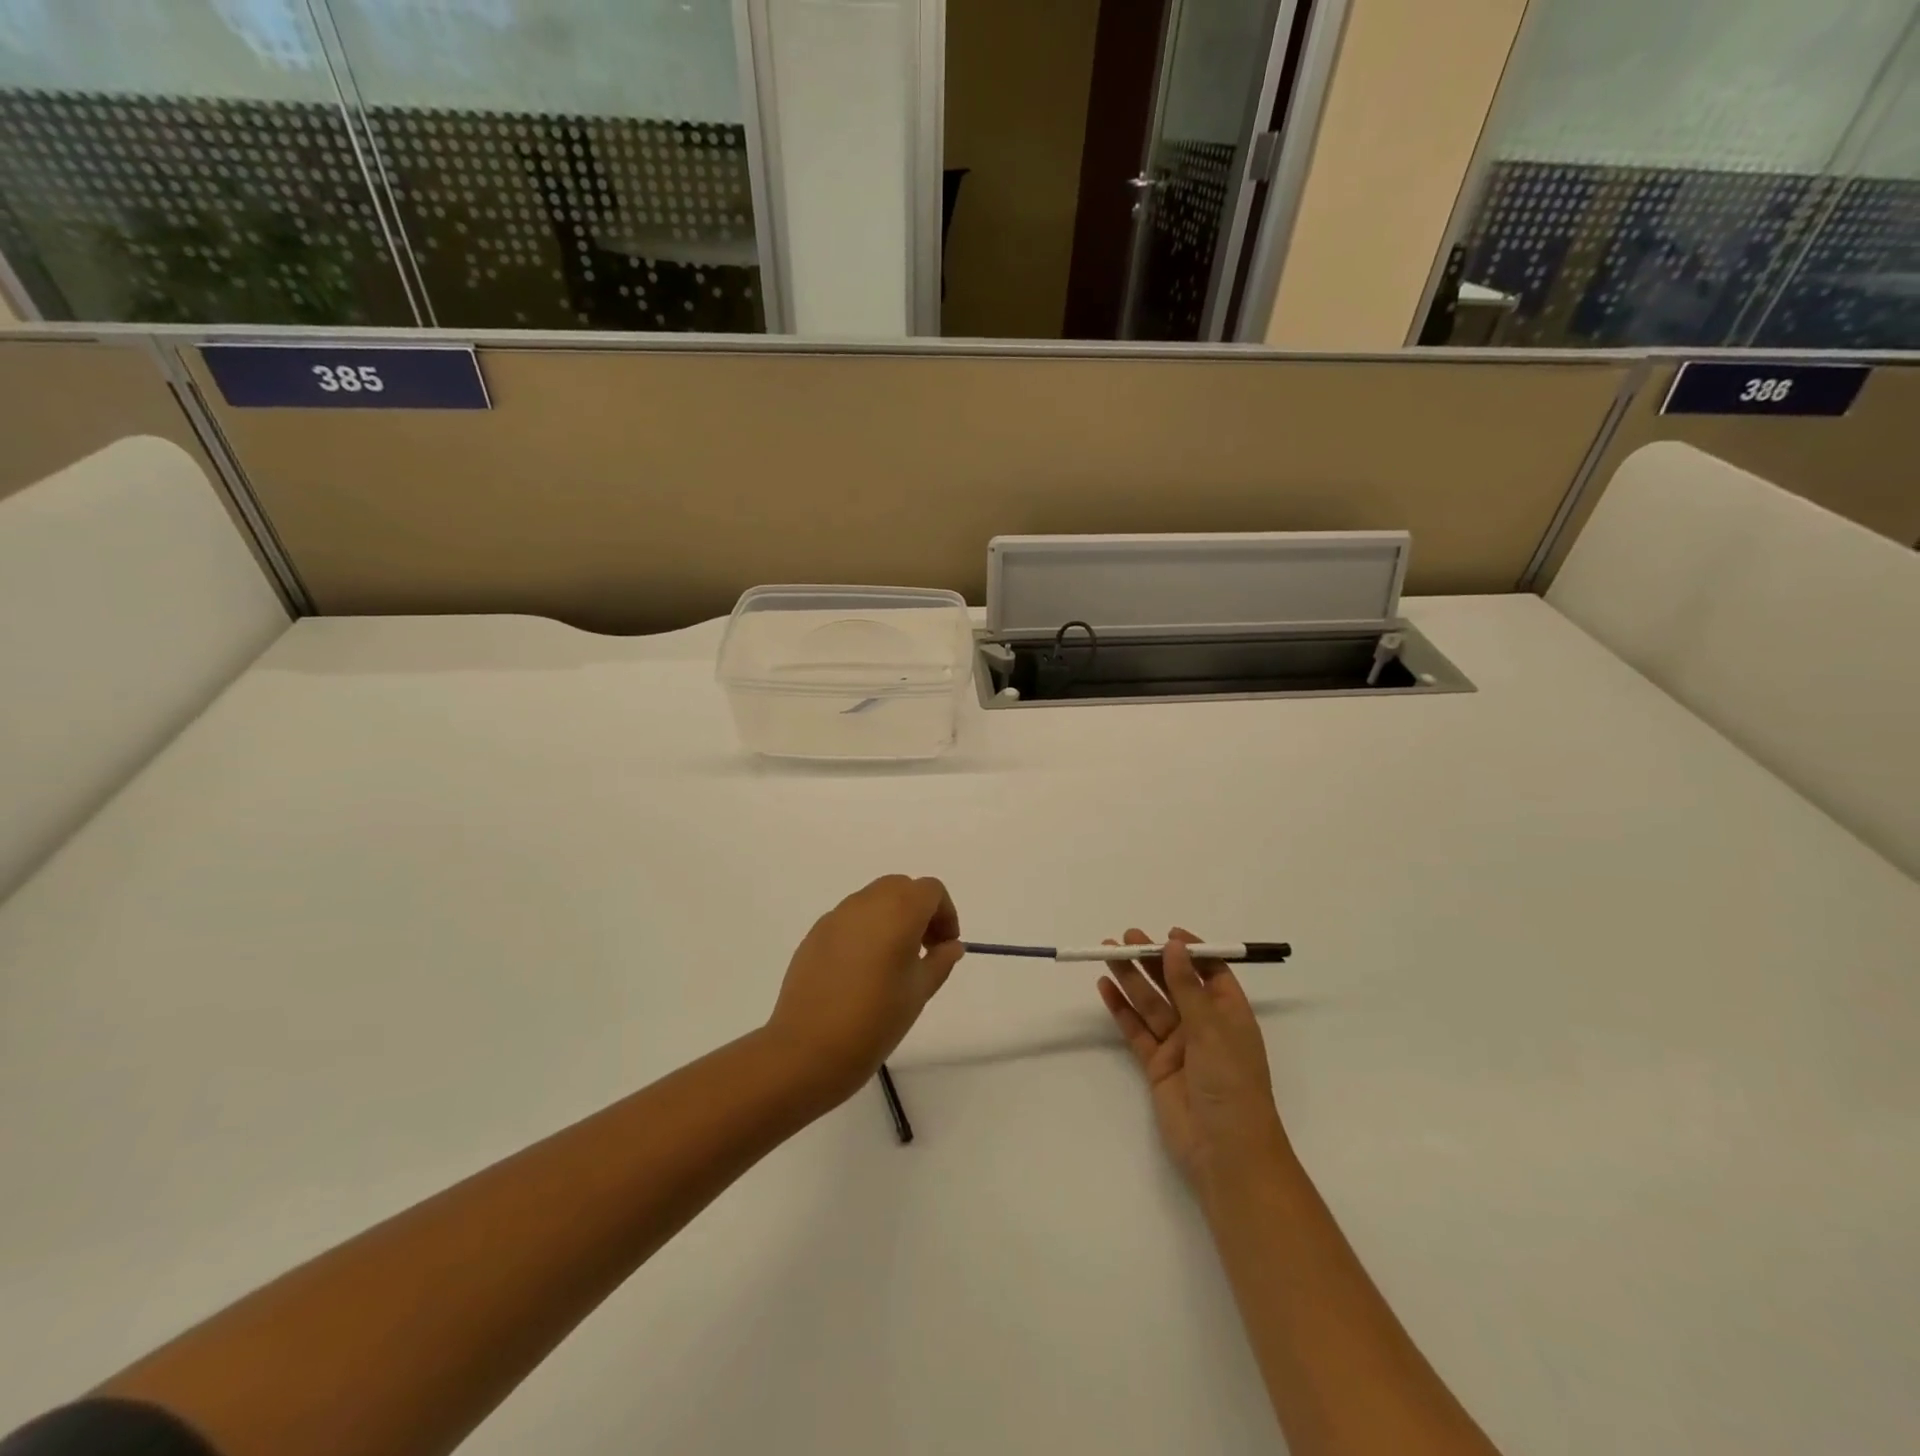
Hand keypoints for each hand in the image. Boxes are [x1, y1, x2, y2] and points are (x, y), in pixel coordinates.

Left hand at [765, 875, 963, 1103]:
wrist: (808, 1050)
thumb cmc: (875, 1020)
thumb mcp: (919, 992)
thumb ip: (940, 961)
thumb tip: (951, 945)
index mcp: (898, 911)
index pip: (930, 890)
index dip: (945, 913)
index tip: (944, 946)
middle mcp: (866, 903)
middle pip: (901, 888)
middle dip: (918, 910)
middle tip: (923, 949)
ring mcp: (836, 916)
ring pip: (873, 899)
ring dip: (891, 917)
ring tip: (892, 961)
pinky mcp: (815, 933)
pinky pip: (849, 918)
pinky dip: (865, 930)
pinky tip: (862, 970)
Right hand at [1098, 928, 1288, 1198]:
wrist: (1226, 1152)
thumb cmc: (1231, 1084)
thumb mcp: (1212, 1029)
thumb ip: (1188, 987)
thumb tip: (1174, 945)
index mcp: (1229, 1014)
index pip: (1211, 972)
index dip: (1190, 951)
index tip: (1166, 934)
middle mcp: (1204, 1025)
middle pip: (1175, 983)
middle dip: (1152, 960)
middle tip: (1125, 938)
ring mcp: (1179, 1046)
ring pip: (1151, 1003)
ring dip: (1131, 978)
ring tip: (1107, 953)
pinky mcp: (1157, 1065)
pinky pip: (1136, 1030)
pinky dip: (1121, 1009)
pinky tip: (1105, 987)